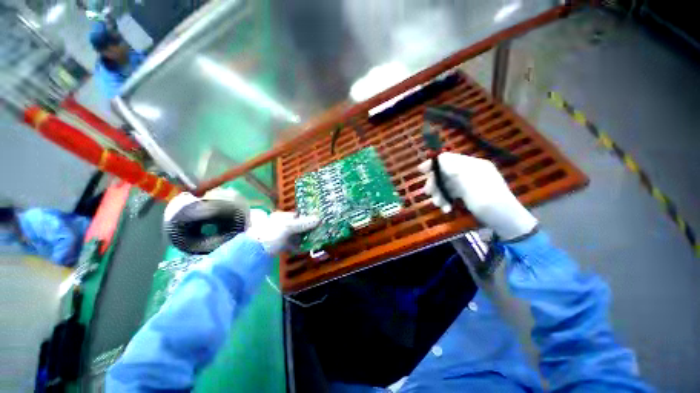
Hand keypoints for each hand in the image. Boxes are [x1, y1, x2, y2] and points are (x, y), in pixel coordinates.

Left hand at [246, 211, 318, 254]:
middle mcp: (278, 225)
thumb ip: (303, 223)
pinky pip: (289, 244)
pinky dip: (296, 246)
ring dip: (302, 238)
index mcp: (279, 216)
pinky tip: (302, 248)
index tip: (317, 222)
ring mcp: (277, 236)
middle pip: (295, 225)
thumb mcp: (287, 227)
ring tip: (312, 241)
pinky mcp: (276, 247)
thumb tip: (319, 218)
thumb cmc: (269, 235)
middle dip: (305, 229)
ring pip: (293, 235)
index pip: (296, 215)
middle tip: (317, 232)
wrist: (252, 254)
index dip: (306, 218)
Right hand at [418, 152, 536, 239]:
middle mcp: (469, 172)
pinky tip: (446, 208)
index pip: (449, 158)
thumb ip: (454, 169)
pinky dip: (446, 200)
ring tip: (439, 205)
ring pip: (446, 184)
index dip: (434, 163)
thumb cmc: (489, 201)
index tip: (421, 171)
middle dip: (435, 182)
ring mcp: (468, 183)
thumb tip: (440, 157)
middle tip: (428, 193)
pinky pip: (451, 193)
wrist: (506, 222)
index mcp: (472, 165)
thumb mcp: (471, 183)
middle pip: (445, 172)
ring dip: (439, 194)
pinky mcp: (467, 194)